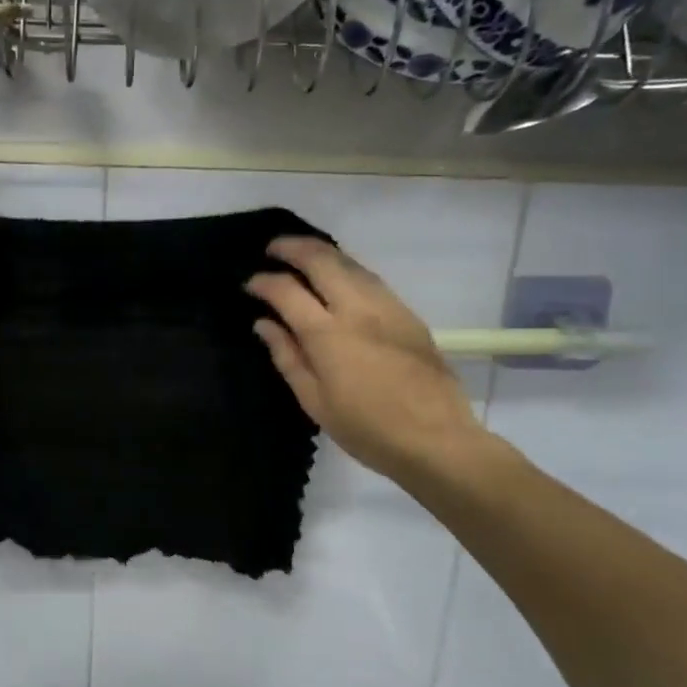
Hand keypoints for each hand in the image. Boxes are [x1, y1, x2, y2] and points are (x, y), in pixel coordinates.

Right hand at [246, 237, 490, 483]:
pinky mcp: (407, 314)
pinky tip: (338, 277)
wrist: (436, 439)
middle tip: (273, 249)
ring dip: (322, 252)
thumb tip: (265, 323)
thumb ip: (287, 356)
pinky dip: (346, 268)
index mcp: (328, 335)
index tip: (250, 285)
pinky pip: (370, 278)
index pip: (287, 291)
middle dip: (292, 247)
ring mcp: (387, 307)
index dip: (264, 282)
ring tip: (302, 255)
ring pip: (350, 262)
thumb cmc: (367, 429)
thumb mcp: (314, 401)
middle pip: (321, 260)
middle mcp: (357, 309)